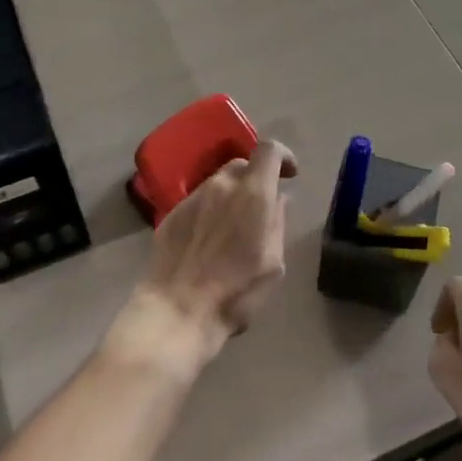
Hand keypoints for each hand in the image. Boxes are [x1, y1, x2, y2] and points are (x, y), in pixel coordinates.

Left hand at [130, 138, 297, 363]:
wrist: (176, 311)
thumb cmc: (235, 292)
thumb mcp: (273, 263)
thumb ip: (277, 223)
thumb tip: (278, 200)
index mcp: (253, 193)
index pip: (269, 149)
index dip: (283, 155)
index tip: (290, 174)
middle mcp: (221, 185)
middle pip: (242, 164)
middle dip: (256, 178)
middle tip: (261, 206)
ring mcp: (192, 198)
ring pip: (218, 182)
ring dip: (231, 195)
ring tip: (234, 227)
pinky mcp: (171, 214)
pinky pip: (198, 201)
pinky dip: (210, 210)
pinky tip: (209, 240)